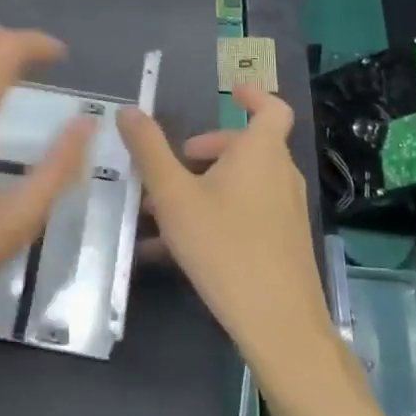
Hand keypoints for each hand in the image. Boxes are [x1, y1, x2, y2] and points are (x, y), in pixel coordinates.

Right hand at [118, 87, 334, 381]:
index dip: (253, 95)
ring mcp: (285, 211)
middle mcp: (280, 175)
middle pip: (246, 148)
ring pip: (242, 184)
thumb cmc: (224, 246)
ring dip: (204, 187)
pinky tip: (173, 249)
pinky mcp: (283, 243)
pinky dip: (215, 215)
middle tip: (172, 166)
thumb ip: (149, 151)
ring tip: (160, 211)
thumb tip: (129, 111)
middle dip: (206, 151)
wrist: (278, 323)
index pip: (271, 108)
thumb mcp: (174, 196)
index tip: (230, 92)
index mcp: (261, 152)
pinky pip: (246, 214)